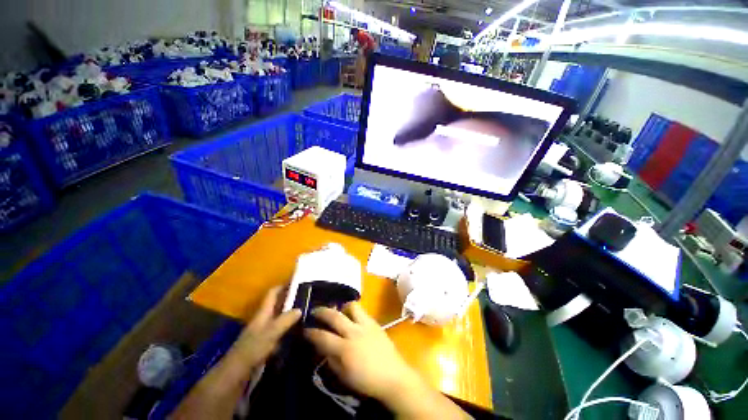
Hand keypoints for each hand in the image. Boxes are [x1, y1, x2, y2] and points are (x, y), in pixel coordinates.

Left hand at [231, 286, 301, 368]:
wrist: (235, 376)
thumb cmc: (251, 350)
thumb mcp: (270, 333)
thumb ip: (285, 320)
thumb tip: (300, 308)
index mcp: (263, 313)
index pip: (273, 293)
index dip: (283, 285)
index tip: (298, 281)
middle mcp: (264, 320)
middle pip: (278, 305)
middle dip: (292, 300)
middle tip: (309, 298)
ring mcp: (265, 333)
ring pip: (281, 319)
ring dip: (292, 316)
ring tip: (309, 313)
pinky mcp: (267, 345)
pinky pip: (282, 333)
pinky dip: (290, 331)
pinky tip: (301, 334)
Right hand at [305, 303, 467, 419]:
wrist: (393, 376)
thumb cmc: (367, 381)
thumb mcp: (344, 376)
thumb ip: (331, 360)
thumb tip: (323, 347)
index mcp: (345, 349)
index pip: (323, 336)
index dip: (311, 332)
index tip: (305, 329)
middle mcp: (354, 332)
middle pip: (334, 316)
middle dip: (321, 311)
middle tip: (315, 310)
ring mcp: (366, 324)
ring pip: (351, 306)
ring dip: (342, 307)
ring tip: (338, 311)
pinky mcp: (375, 322)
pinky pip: (362, 310)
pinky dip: (354, 310)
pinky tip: (352, 317)